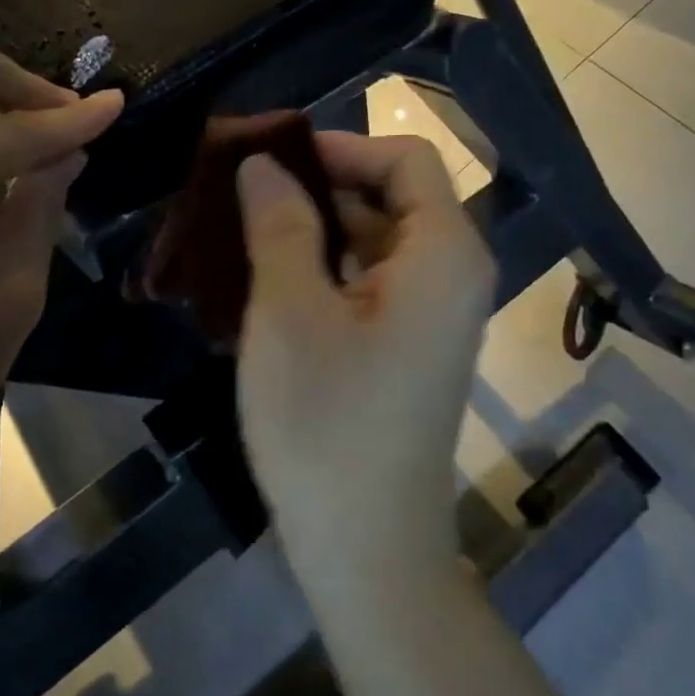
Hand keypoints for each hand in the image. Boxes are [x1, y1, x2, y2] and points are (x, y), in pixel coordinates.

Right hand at [235, 133, 495, 580]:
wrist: (366, 548)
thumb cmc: (327, 423)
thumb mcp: (290, 311)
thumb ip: (281, 223)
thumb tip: (262, 164)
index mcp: (444, 252)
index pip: (404, 158)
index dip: (338, 147)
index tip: (269, 161)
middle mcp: (453, 275)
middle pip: (392, 197)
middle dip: (318, 187)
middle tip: (242, 196)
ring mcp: (433, 317)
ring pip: (376, 242)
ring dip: (314, 231)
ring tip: (243, 235)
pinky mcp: (409, 349)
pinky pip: (371, 284)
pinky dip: (325, 271)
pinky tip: (268, 284)